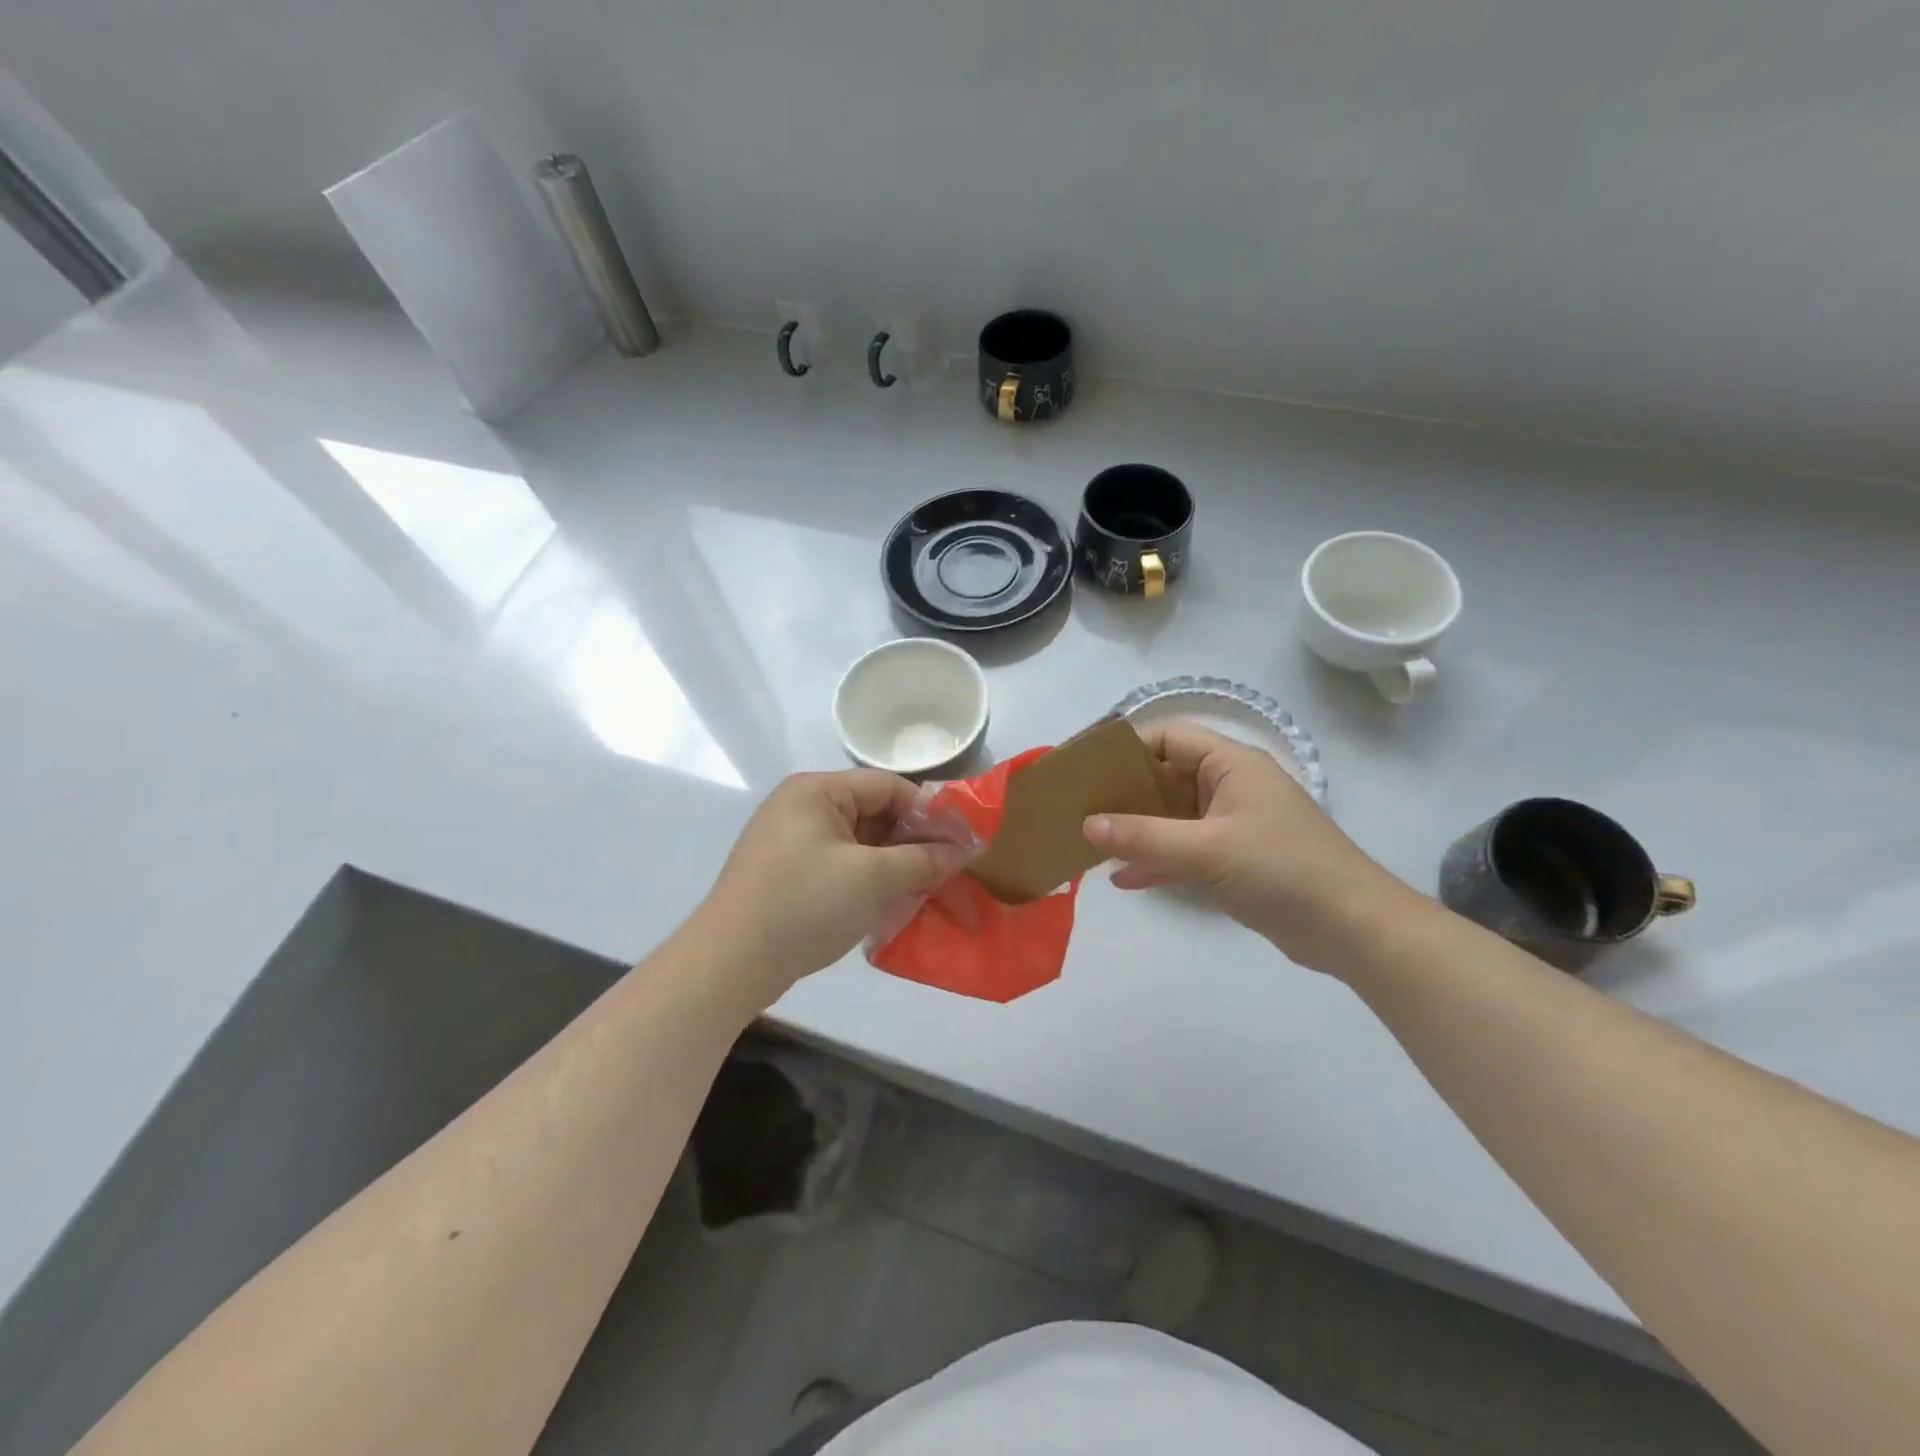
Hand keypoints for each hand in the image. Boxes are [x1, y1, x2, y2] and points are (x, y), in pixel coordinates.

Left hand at [692, 770, 974, 1006]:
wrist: (729, 964)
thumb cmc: (804, 905)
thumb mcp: (872, 878)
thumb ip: (922, 859)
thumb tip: (963, 849)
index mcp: (816, 790)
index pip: (887, 786)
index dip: (928, 812)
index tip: (961, 842)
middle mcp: (800, 805)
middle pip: (872, 812)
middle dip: (911, 840)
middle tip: (946, 868)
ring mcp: (788, 840)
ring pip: (857, 841)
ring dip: (891, 862)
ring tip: (923, 887)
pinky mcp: (784, 872)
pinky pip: (838, 863)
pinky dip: (865, 878)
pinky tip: (887, 902)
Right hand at [1083, 722, 1413, 972]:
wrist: (1352, 929)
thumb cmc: (1283, 870)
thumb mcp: (1209, 849)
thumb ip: (1145, 836)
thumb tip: (1087, 824)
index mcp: (1230, 764)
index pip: (1168, 737)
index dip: (1126, 746)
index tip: (1086, 767)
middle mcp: (1229, 786)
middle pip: (1165, 776)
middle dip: (1123, 792)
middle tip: (1078, 806)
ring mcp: (1231, 824)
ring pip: (1171, 816)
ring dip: (1136, 829)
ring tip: (1090, 839)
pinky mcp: (1233, 859)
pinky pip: (1183, 851)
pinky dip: (1156, 860)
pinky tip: (1122, 878)